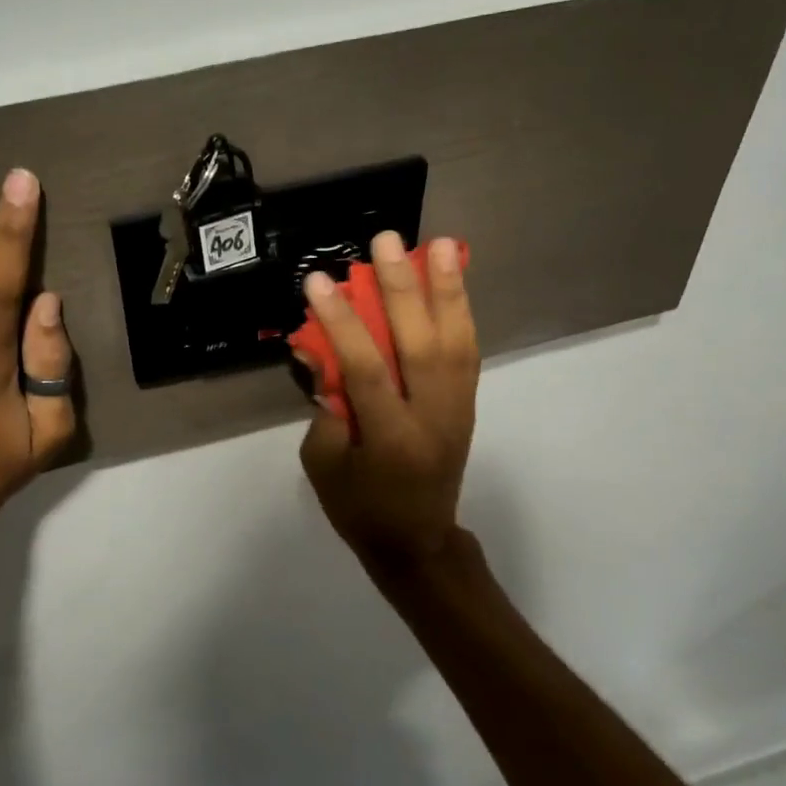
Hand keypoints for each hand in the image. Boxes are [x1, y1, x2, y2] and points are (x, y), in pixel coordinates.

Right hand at [297, 232, 478, 571]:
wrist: (417, 543)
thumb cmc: (359, 509)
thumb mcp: (322, 465)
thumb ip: (324, 408)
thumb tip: (326, 355)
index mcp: (390, 440)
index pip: (366, 369)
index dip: (342, 322)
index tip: (318, 281)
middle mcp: (431, 419)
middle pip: (421, 345)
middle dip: (403, 289)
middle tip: (386, 242)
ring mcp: (457, 410)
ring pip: (456, 342)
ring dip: (448, 290)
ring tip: (439, 245)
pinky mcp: (467, 405)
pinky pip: (467, 352)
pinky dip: (461, 312)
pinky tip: (454, 281)